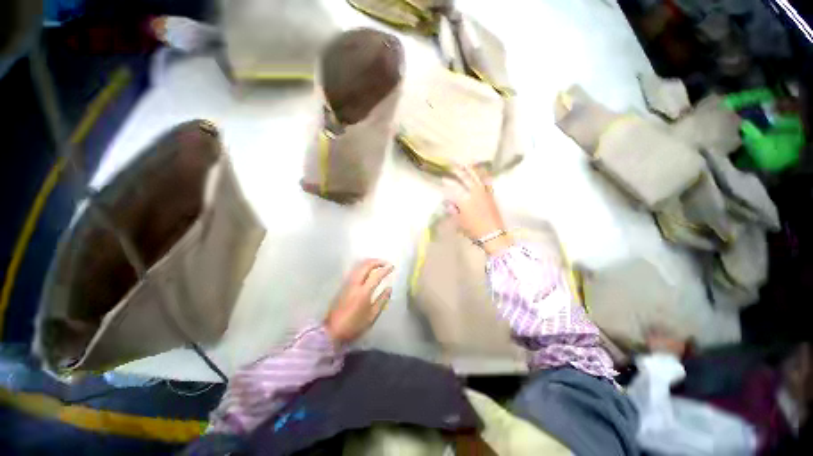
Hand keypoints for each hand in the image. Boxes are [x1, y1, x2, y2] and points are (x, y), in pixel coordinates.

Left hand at [324, 259, 393, 343]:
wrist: (332, 331)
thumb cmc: (354, 325)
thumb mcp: (372, 316)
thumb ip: (382, 300)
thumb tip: (389, 288)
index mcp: (363, 292)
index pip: (376, 275)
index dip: (385, 269)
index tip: (392, 267)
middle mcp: (355, 284)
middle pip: (366, 265)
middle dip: (377, 261)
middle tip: (386, 263)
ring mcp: (347, 283)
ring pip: (359, 266)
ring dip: (370, 262)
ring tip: (378, 264)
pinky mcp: (343, 285)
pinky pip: (355, 270)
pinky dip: (363, 266)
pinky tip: (368, 270)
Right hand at [443, 165, 513, 254]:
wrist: (493, 235)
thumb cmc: (473, 230)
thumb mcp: (459, 221)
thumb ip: (453, 210)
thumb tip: (449, 203)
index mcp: (464, 199)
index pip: (454, 187)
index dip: (447, 182)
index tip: (443, 178)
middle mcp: (474, 192)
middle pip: (465, 178)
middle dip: (458, 170)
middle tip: (453, 165)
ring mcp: (484, 192)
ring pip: (477, 177)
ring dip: (471, 169)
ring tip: (466, 163)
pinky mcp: (491, 195)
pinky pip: (487, 181)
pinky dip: (483, 175)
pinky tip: (481, 171)